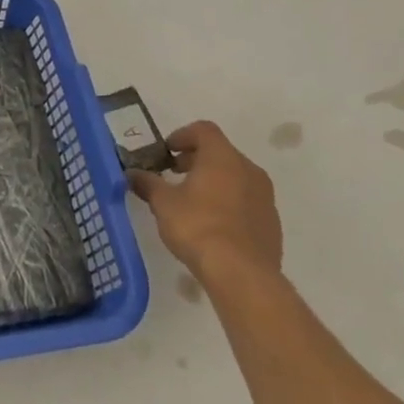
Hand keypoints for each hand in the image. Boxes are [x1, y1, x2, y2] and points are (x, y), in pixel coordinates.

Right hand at [127, 120, 281, 287]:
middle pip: (221, 152)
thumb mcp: (163, 203)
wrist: (242, 273)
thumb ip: (147, 183)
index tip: (167, 152)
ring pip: (236, 177)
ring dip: (214, 181)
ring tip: (192, 201)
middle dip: (196, 159)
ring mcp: (265, 197)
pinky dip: (228, 202)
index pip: (204, 130)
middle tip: (174, 174)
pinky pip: (247, 201)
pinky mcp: (271, 222)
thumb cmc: (198, 226)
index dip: (182, 135)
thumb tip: (132, 174)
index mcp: (222, 157)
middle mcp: (249, 170)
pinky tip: (212, 224)